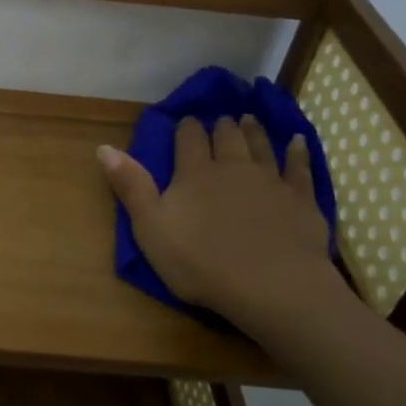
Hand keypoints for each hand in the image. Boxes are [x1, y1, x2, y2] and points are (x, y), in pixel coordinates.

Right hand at [99, 116, 347, 338]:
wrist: (271, 285)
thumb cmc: (200, 262)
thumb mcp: (151, 228)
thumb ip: (131, 186)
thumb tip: (104, 147)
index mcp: (194, 173)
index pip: (188, 138)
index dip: (185, 129)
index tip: (184, 123)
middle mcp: (233, 166)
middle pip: (226, 136)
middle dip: (221, 126)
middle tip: (220, 121)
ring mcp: (270, 180)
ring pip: (261, 145)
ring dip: (253, 131)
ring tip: (248, 120)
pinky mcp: (300, 198)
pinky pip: (299, 167)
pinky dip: (298, 152)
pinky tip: (298, 142)